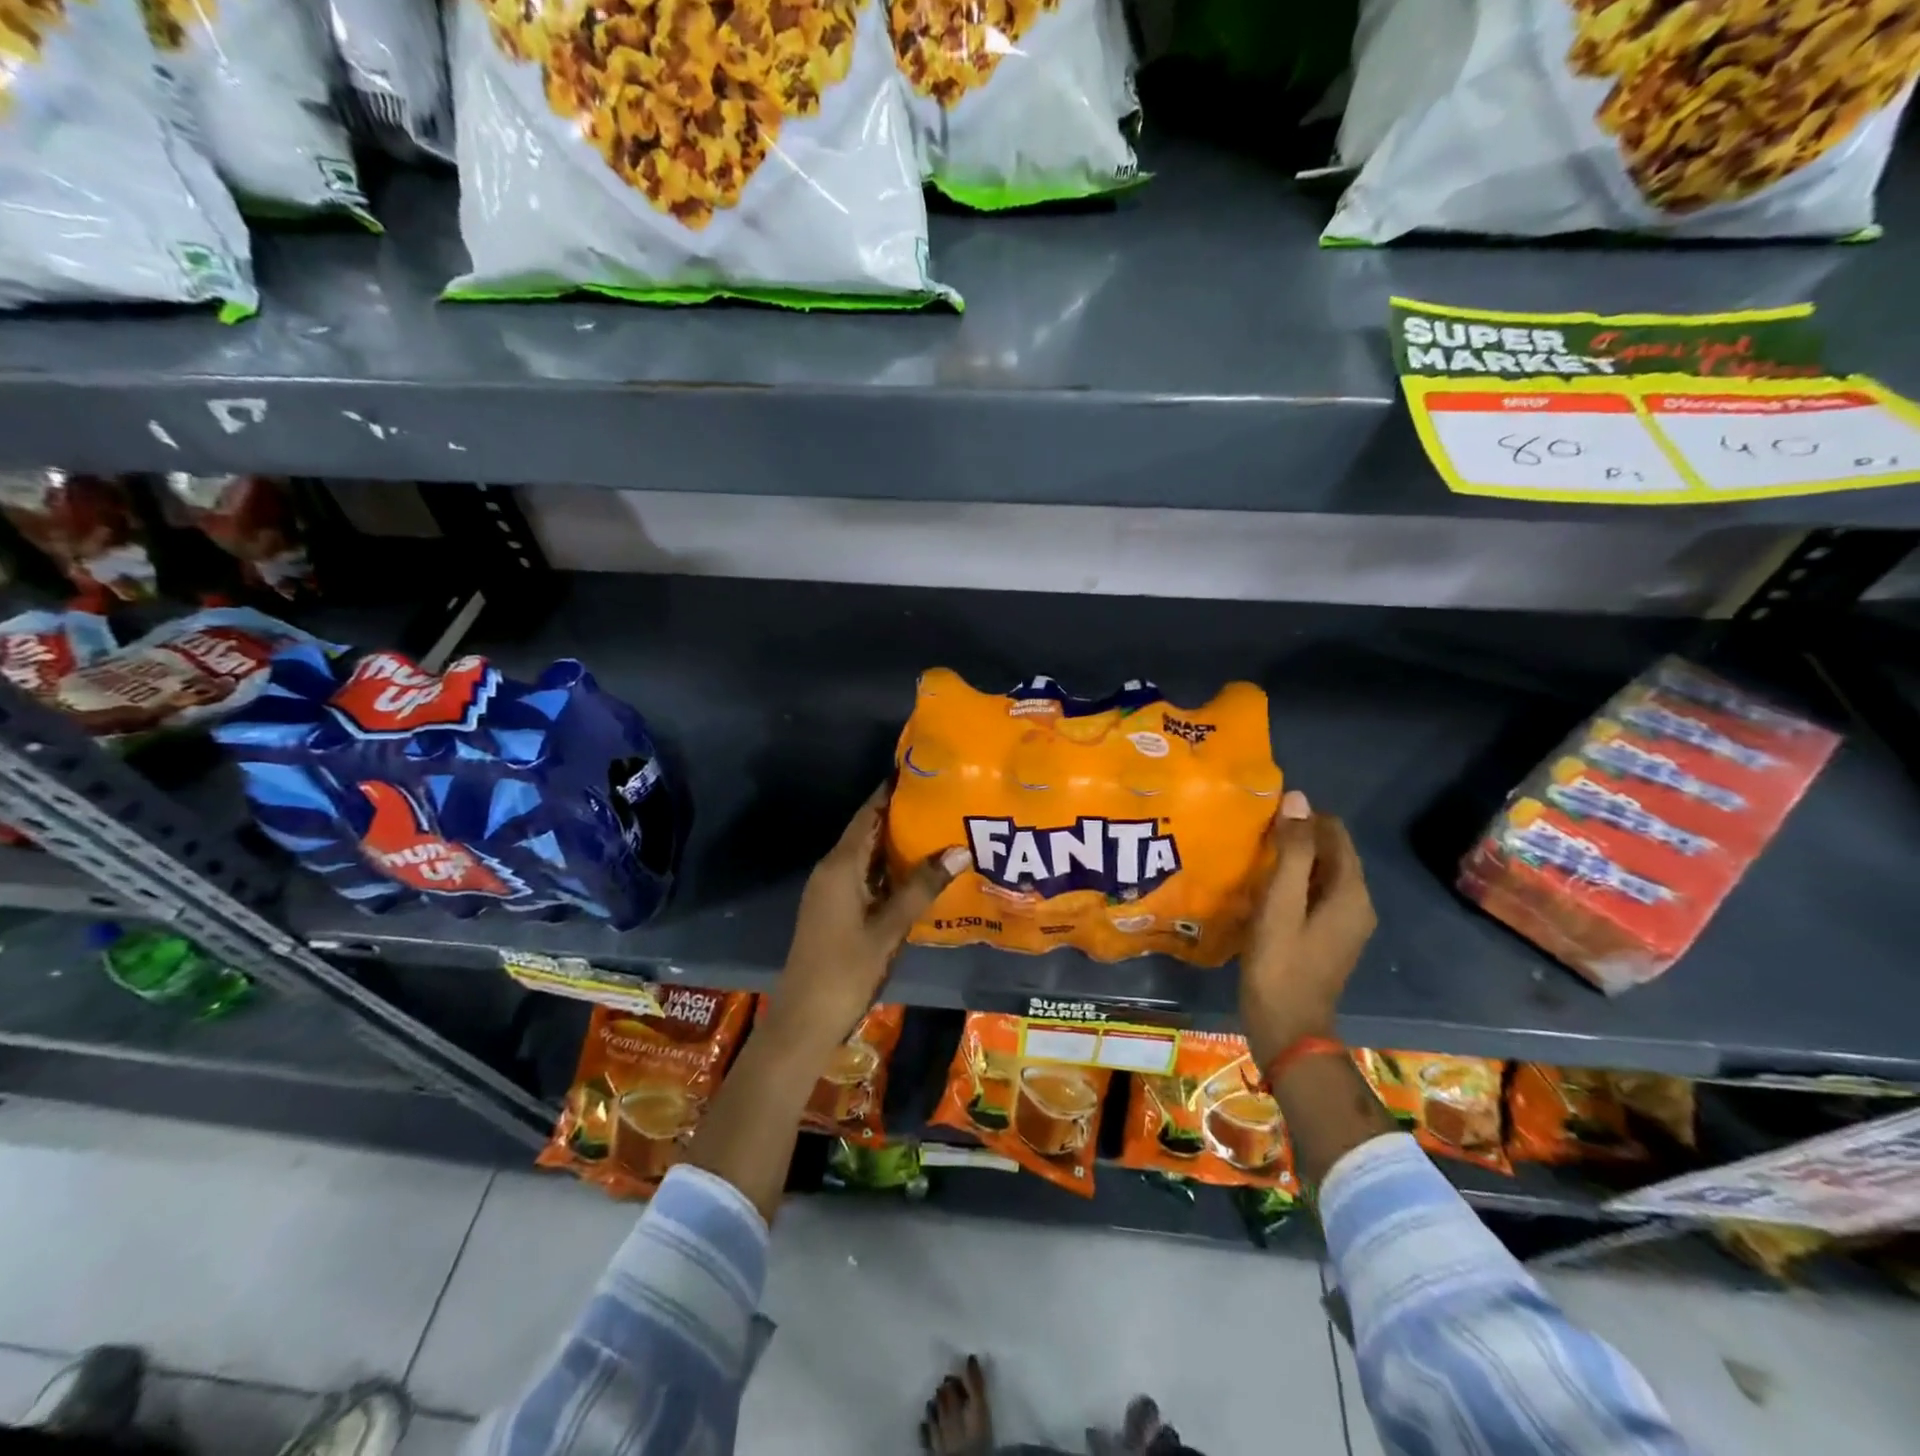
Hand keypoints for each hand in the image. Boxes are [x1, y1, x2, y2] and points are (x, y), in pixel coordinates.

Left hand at [762, 785, 966, 1056]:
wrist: (804, 1020)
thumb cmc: (846, 970)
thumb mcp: (890, 927)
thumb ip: (922, 887)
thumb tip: (960, 848)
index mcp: (840, 865)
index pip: (868, 813)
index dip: (891, 790)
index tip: (922, 771)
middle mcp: (832, 869)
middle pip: (867, 831)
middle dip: (901, 814)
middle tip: (943, 800)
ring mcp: (830, 891)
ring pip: (866, 855)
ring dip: (897, 843)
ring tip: (939, 829)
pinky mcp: (834, 909)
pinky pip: (864, 875)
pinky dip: (889, 868)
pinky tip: (918, 873)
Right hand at [1239, 789, 1376, 1067]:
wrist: (1287, 1028)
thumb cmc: (1280, 963)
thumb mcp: (1281, 903)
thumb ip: (1292, 851)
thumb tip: (1298, 799)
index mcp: (1351, 892)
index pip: (1334, 832)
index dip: (1302, 817)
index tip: (1264, 815)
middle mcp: (1357, 903)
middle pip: (1330, 852)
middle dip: (1296, 837)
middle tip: (1253, 833)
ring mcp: (1344, 923)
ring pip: (1320, 874)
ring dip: (1292, 860)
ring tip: (1252, 855)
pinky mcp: (1328, 937)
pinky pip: (1314, 894)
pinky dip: (1292, 883)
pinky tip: (1261, 888)